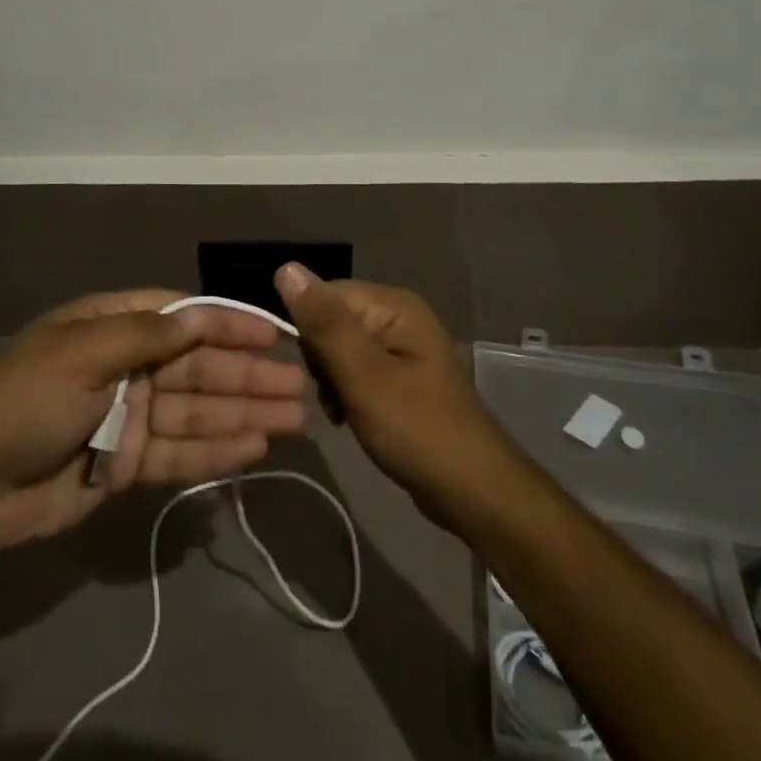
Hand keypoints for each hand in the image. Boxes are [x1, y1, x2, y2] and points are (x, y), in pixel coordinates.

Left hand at [0, 291, 306, 565]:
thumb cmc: (25, 402)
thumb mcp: (81, 354)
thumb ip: (145, 335)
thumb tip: (200, 315)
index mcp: (110, 327)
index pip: (181, 318)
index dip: (227, 325)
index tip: (273, 335)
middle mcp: (125, 366)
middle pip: (197, 367)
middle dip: (246, 376)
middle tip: (298, 388)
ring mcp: (129, 417)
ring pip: (197, 411)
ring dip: (243, 414)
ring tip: (292, 421)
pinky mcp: (127, 464)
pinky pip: (180, 452)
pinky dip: (216, 451)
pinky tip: (255, 450)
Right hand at [275, 264, 515, 526]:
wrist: (474, 492)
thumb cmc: (417, 430)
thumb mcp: (363, 376)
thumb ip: (324, 324)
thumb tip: (286, 268)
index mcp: (393, 305)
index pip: (324, 295)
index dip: (310, 331)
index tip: (317, 373)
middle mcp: (398, 315)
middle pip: (331, 320)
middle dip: (322, 360)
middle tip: (335, 398)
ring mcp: (401, 346)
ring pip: (339, 349)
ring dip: (331, 381)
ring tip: (344, 412)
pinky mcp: (400, 375)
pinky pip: (356, 369)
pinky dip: (347, 392)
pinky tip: (350, 417)